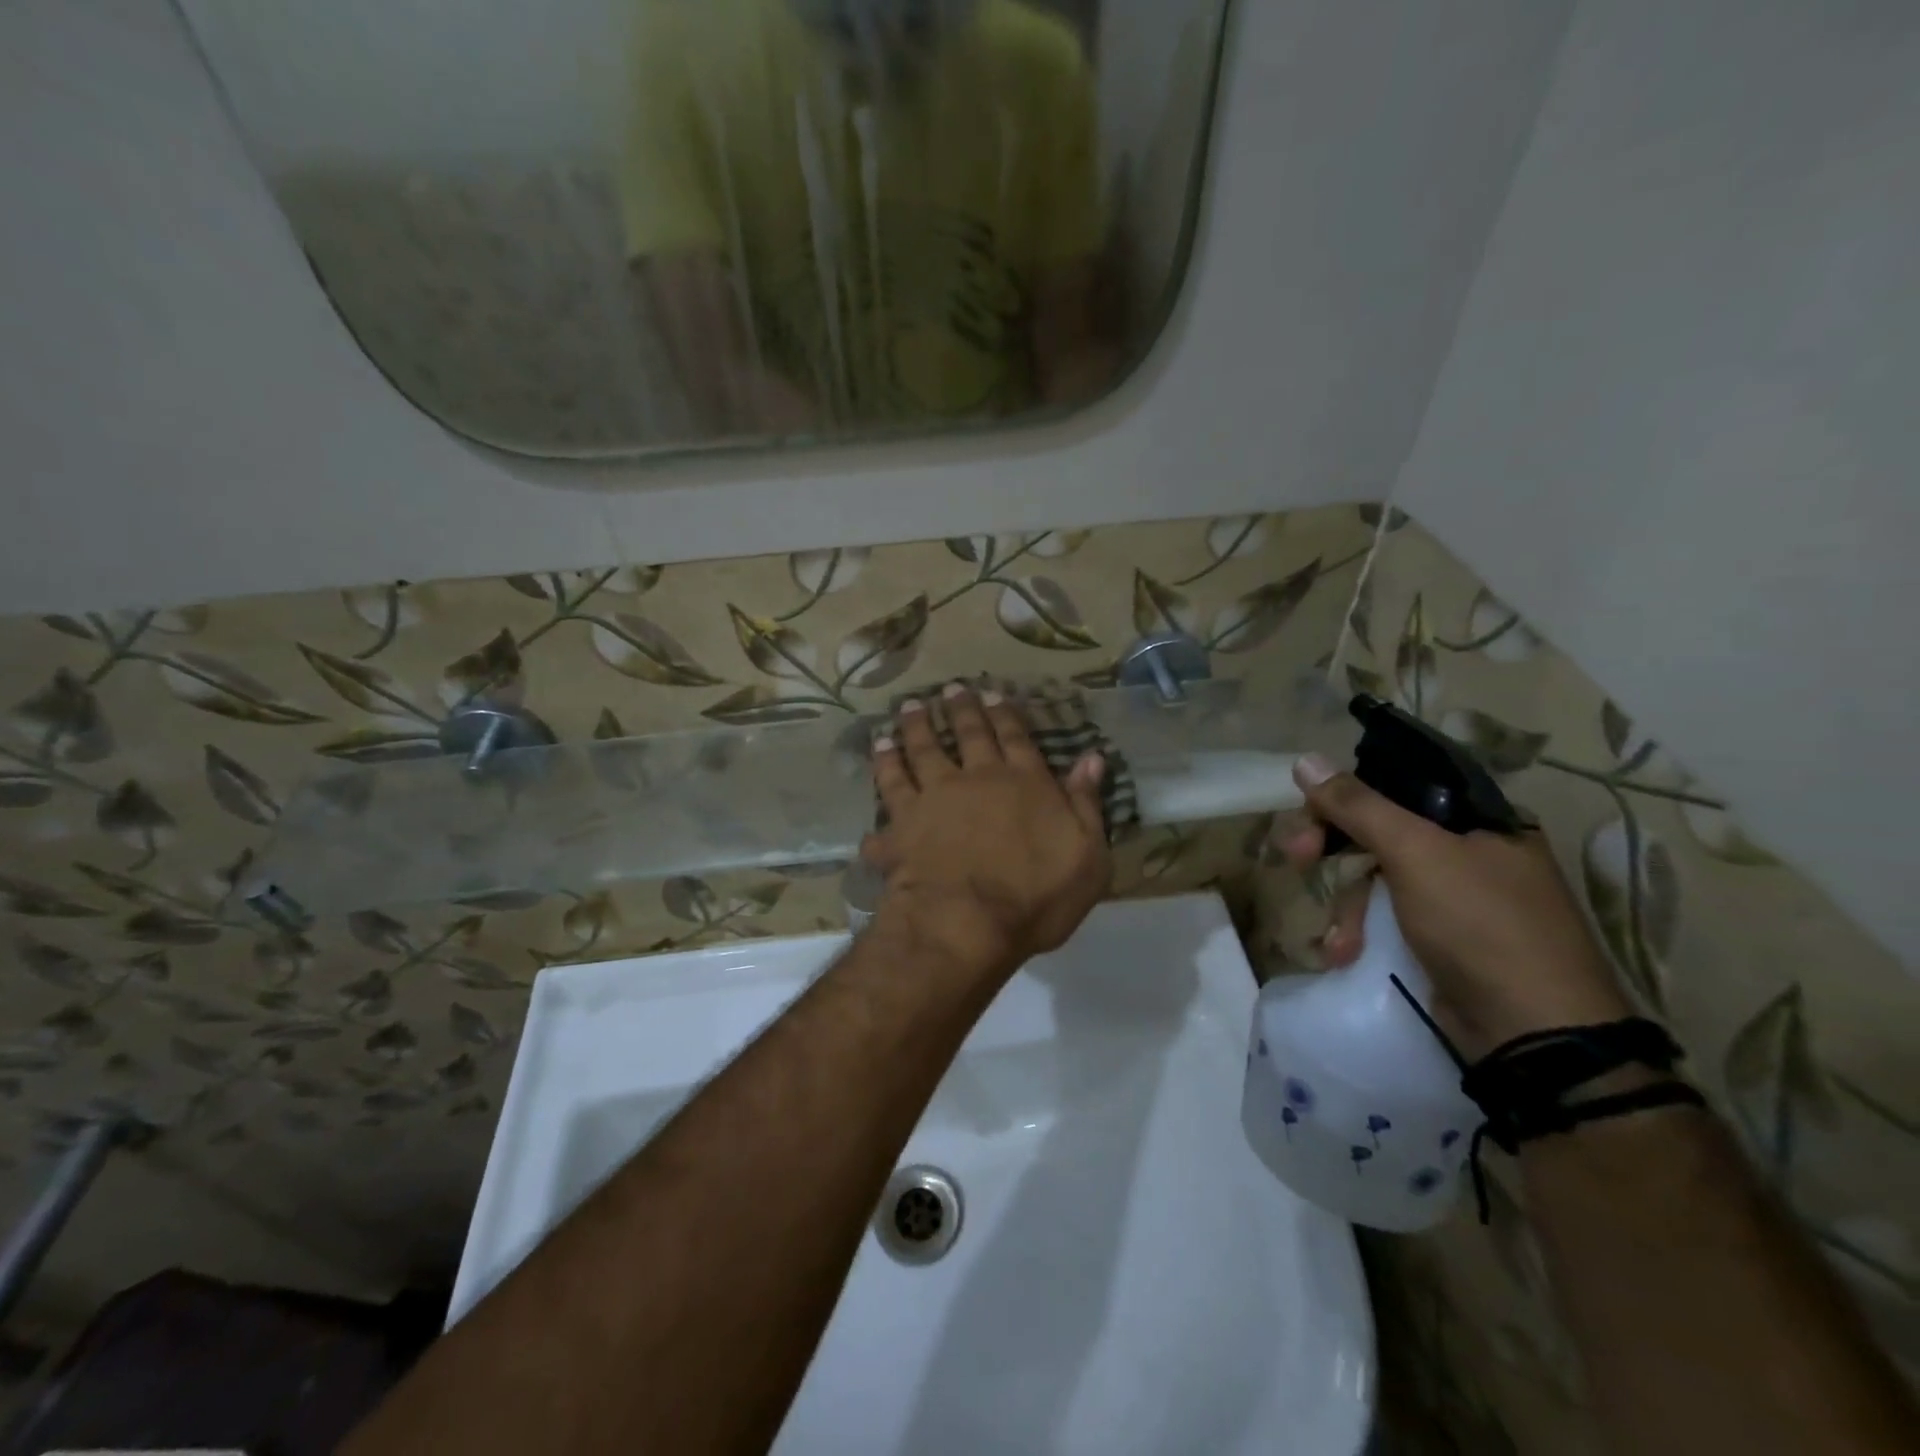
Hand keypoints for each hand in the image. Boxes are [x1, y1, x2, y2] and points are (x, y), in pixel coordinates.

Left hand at [866, 685, 1111, 982]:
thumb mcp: (1088, 856)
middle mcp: (976, 779)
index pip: (1015, 739)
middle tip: (949, 689)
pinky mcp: (901, 823)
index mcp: (1024, 783)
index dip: (1004, 714)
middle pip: (967, 734)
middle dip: (959, 709)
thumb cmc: (1037, 897)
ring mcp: (934, 797)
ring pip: (921, 751)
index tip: (991, 693)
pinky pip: (887, 789)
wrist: (967, 923)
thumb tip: (1092, 758)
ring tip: (907, 709)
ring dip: (914, 728)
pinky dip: (881, 769)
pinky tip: (877, 754)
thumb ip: (1087, 805)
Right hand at [1275, 754, 1633, 1059]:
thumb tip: (1304, 759)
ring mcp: (1459, 900)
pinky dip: (1364, 933)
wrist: (1533, 1034)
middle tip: (1296, 858)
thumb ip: (1358, 806)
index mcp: (1480, 820)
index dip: (1344, 799)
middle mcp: (1473, 852)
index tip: (1307, 820)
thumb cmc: (1480, 925)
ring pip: (1379, 879)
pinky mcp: (1445, 941)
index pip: (1396, 787)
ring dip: (1348, 906)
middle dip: (1335, 850)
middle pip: (1381, 832)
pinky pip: (1389, 918)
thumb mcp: (1416, 854)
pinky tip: (1347, 954)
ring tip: (1339, 941)